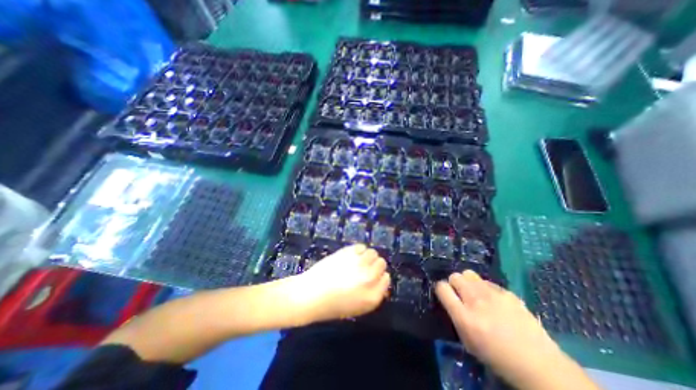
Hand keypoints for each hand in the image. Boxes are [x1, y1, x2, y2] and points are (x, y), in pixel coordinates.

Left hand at [292, 243, 389, 322]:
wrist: (311, 295)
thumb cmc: (332, 305)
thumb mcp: (358, 307)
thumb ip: (373, 294)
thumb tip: (380, 280)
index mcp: (373, 297)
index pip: (386, 279)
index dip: (380, 276)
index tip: (373, 276)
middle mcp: (369, 278)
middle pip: (382, 263)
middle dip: (375, 265)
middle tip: (365, 267)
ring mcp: (359, 263)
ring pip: (373, 253)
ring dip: (368, 256)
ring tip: (359, 260)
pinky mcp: (349, 252)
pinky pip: (361, 246)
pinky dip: (359, 250)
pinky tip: (352, 255)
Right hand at [434, 271, 598, 389]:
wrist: (538, 363)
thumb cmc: (497, 357)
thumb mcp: (467, 341)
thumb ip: (455, 317)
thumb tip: (449, 300)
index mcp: (465, 317)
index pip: (442, 287)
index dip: (441, 289)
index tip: (445, 295)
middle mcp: (476, 301)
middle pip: (455, 276)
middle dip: (454, 283)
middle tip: (460, 294)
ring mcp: (493, 294)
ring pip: (469, 273)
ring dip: (467, 282)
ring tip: (474, 294)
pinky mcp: (507, 291)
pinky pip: (486, 281)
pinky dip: (484, 287)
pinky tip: (493, 300)